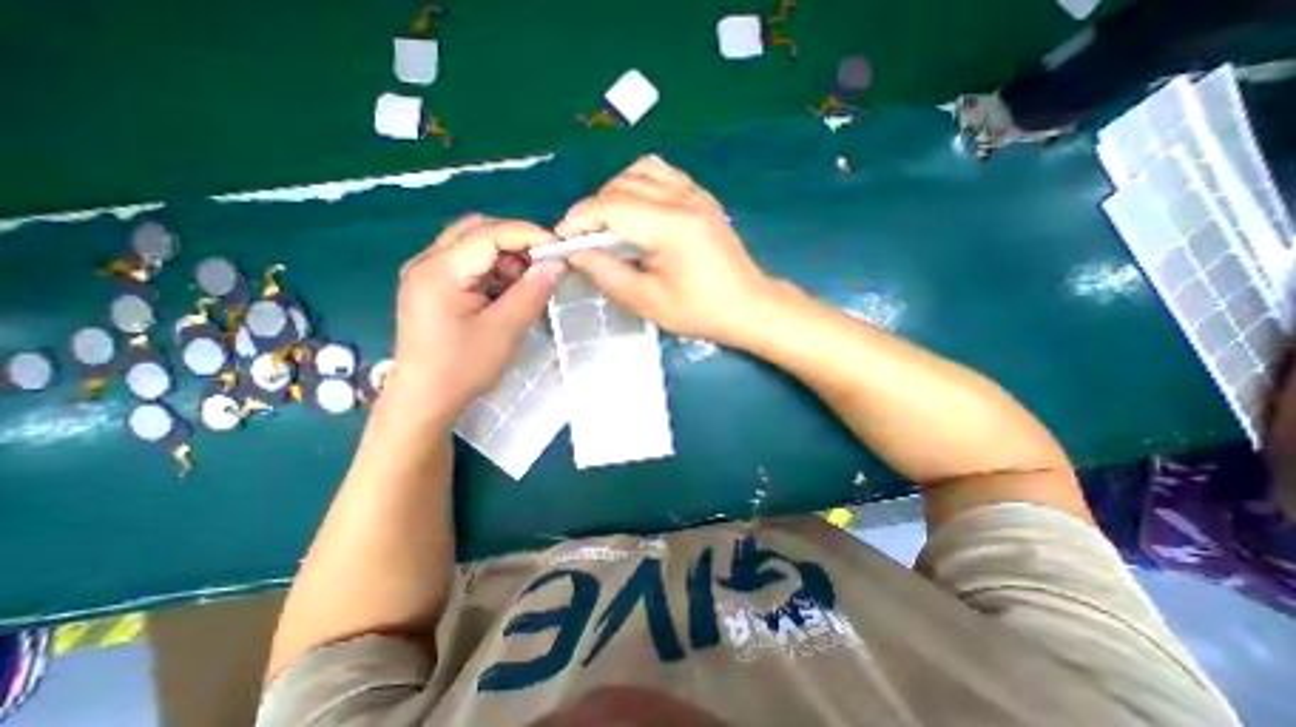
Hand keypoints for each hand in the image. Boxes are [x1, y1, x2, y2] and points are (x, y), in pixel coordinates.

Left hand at [385, 217, 565, 420]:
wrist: (424, 399)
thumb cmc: (461, 368)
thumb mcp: (504, 331)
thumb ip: (532, 293)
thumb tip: (557, 264)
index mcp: (439, 270)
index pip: (490, 233)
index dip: (528, 235)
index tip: (560, 248)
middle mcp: (427, 262)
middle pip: (479, 231)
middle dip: (517, 244)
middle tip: (544, 267)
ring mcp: (427, 273)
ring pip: (474, 245)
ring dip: (506, 257)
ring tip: (526, 284)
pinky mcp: (432, 286)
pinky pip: (468, 263)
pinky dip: (494, 271)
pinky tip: (506, 292)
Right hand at [555, 154, 767, 345]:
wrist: (748, 305)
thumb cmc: (699, 311)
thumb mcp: (648, 300)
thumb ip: (607, 273)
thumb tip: (576, 252)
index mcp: (670, 226)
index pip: (610, 206)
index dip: (578, 219)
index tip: (561, 238)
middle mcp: (682, 198)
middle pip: (621, 186)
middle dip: (593, 209)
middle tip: (585, 239)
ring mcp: (695, 192)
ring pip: (639, 172)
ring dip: (614, 194)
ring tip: (608, 224)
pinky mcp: (701, 196)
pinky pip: (661, 173)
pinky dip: (638, 184)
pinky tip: (636, 210)